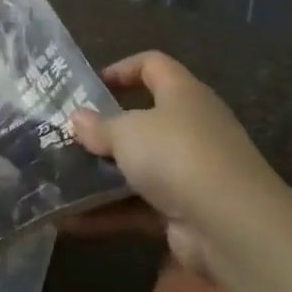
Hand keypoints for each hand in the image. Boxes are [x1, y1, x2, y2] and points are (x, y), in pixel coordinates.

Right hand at [68, 51, 283, 273]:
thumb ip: (99, 126)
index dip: (123, 69)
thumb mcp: (126, 132)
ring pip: (138, 168)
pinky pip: (139, 207)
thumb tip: (77, 119)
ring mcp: (190, 172)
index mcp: (183, 94)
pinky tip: (71, 222)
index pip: (154, 65)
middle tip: (68, 137)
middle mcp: (191, 128)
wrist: (232, 227)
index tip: (91, 84)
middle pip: (143, 121)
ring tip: (59, 181)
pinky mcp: (185, 212)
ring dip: (101, 178)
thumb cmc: (177, 155)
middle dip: (105, 131)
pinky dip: (108, 214)